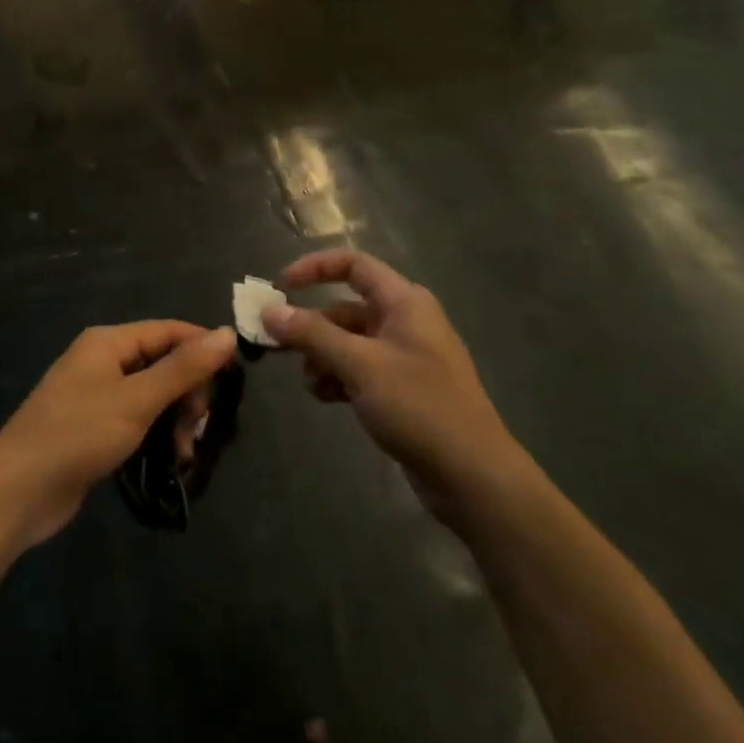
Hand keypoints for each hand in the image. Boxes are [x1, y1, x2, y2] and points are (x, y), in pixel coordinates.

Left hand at [0, 321, 236, 547]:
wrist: (18, 490)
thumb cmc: (78, 434)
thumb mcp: (137, 399)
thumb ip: (183, 368)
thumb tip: (227, 333)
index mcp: (108, 342)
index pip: (168, 331)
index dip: (203, 348)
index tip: (234, 378)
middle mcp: (102, 361)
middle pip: (162, 364)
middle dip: (187, 394)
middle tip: (198, 429)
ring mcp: (96, 396)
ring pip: (153, 396)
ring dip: (175, 420)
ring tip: (184, 454)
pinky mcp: (94, 429)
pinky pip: (137, 420)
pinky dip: (156, 436)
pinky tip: (170, 461)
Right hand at [264, 249, 523, 531]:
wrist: (474, 478)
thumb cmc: (419, 406)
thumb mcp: (359, 365)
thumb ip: (312, 334)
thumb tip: (268, 311)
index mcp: (404, 302)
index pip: (353, 265)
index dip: (314, 268)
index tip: (281, 287)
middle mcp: (405, 322)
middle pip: (345, 308)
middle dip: (311, 326)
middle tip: (276, 345)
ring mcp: (405, 357)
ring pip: (349, 343)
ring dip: (322, 357)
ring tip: (310, 383)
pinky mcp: (403, 390)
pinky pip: (360, 370)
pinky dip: (339, 378)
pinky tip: (325, 398)